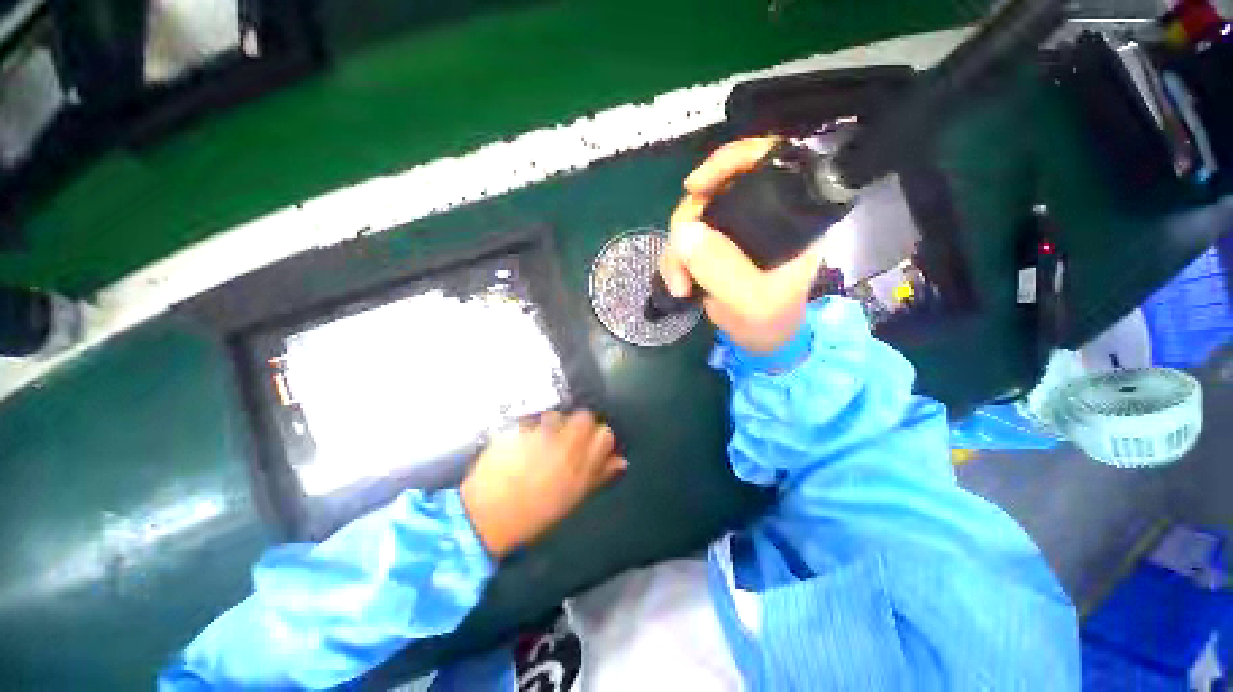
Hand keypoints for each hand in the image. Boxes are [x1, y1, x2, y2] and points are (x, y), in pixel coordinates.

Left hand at [461, 410, 625, 558]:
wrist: (486, 515)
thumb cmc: (534, 513)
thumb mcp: (572, 498)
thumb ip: (599, 475)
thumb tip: (621, 460)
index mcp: (579, 467)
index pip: (604, 434)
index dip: (598, 436)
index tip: (589, 443)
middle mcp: (563, 447)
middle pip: (584, 416)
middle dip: (578, 424)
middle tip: (565, 438)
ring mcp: (539, 435)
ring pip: (557, 415)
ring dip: (553, 424)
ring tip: (540, 441)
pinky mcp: (517, 429)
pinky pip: (532, 419)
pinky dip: (530, 427)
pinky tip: (521, 443)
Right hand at [659, 137, 823, 353]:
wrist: (759, 341)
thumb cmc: (769, 321)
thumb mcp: (750, 300)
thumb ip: (721, 268)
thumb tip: (683, 230)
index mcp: (790, 217)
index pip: (767, 161)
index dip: (731, 160)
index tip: (695, 186)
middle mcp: (761, 215)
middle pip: (715, 190)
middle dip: (688, 223)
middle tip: (681, 262)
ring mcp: (733, 232)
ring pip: (692, 218)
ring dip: (677, 251)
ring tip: (679, 286)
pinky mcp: (713, 247)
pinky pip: (684, 240)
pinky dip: (674, 261)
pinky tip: (677, 285)